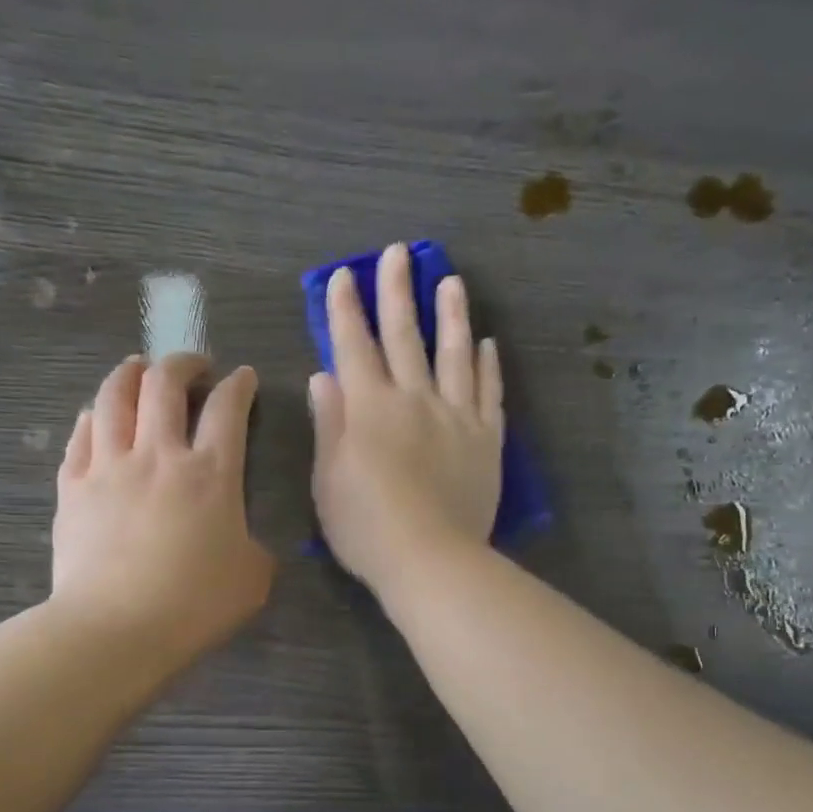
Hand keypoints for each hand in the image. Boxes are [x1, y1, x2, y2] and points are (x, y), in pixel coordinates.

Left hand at [52, 354, 274, 662]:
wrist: (115, 629)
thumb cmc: (194, 605)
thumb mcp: (253, 578)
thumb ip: (254, 546)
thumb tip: (243, 539)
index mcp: (210, 473)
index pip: (228, 408)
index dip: (240, 385)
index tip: (244, 377)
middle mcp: (158, 455)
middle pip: (165, 384)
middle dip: (183, 363)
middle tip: (193, 366)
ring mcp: (109, 467)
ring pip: (114, 397)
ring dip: (130, 373)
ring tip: (138, 368)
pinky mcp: (72, 488)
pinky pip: (80, 435)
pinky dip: (92, 416)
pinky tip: (96, 415)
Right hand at [310, 244, 503, 596]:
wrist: (430, 558)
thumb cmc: (366, 526)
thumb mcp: (328, 479)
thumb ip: (328, 423)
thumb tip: (323, 376)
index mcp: (369, 408)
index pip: (353, 346)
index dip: (345, 309)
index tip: (343, 276)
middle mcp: (414, 399)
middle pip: (404, 336)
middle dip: (396, 292)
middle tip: (398, 252)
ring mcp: (456, 416)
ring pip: (454, 353)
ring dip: (450, 314)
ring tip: (451, 281)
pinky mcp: (487, 439)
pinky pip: (489, 392)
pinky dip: (486, 365)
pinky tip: (487, 344)